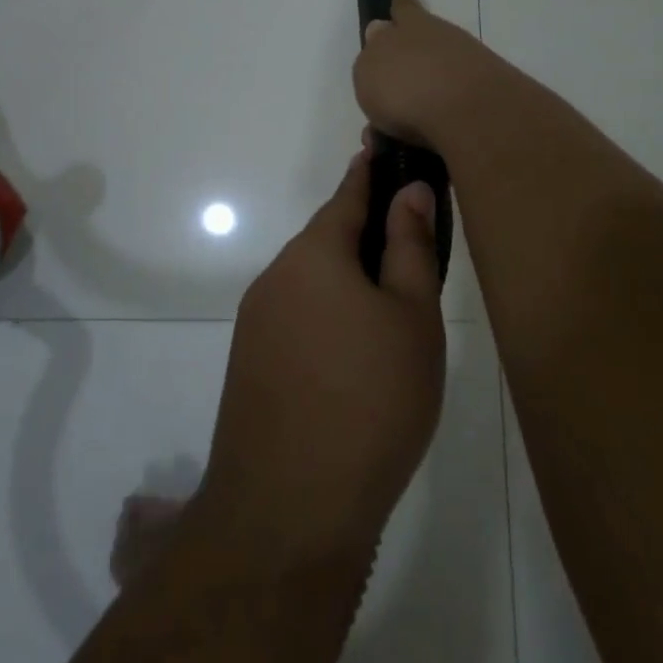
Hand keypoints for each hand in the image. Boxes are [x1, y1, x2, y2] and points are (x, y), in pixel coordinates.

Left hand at [199, 146, 445, 563]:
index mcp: (314, 254)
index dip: (370, 173)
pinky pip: (297, 319)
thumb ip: (409, 247)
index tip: (385, 150)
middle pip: (327, 240)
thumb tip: (408, 189)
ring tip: (391, 307)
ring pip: (312, 283)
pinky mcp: (250, 366)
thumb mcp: (411, 318)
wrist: (288, 511)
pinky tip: (354, 355)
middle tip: (411, 244)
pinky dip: (328, 317)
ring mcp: (256, 324)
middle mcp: (276, 278)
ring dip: (347, 281)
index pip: (347, 195)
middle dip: (365, 234)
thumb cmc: (370, 401)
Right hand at [352, 0, 517, 152]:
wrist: (471, 115)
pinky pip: (446, 118)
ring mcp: (470, 71)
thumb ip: (373, 51)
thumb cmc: (407, 85)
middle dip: (401, 75)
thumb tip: (380, 32)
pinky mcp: (484, 105)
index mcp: (414, 25)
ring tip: (386, 144)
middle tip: (381, 104)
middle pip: (420, 51)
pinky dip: (427, 134)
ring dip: (409, 113)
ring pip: (432, 89)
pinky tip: (412, 150)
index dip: (400, 1)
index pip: (405, 6)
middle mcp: (444, 42)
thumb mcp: (370, 66)